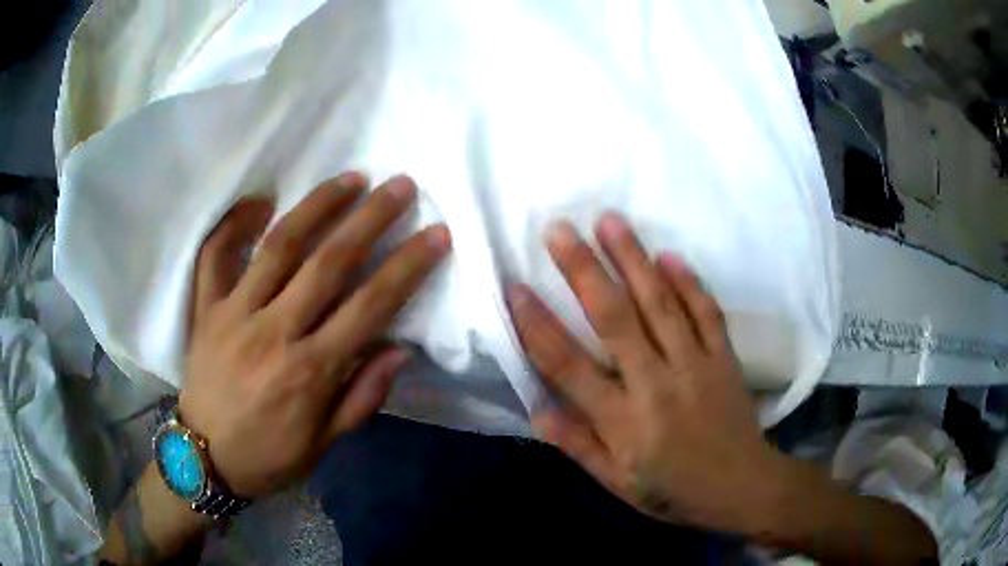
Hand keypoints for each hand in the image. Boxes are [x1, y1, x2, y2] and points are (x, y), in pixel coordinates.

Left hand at [179, 173, 450, 498]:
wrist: (206, 459)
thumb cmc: (269, 456)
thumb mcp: (324, 444)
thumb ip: (361, 397)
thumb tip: (398, 349)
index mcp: (310, 372)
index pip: (370, 306)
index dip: (407, 267)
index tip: (436, 234)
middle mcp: (274, 333)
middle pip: (328, 263)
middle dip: (370, 219)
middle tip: (400, 185)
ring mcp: (234, 314)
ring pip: (279, 247)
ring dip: (318, 206)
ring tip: (350, 178)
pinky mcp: (206, 309)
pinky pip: (215, 256)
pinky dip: (234, 223)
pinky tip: (260, 199)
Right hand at [507, 212, 788, 532]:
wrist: (742, 487)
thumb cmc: (674, 490)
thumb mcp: (618, 484)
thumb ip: (578, 447)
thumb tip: (536, 413)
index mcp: (624, 422)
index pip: (569, 367)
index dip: (537, 326)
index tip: (515, 288)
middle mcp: (656, 384)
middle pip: (614, 319)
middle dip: (583, 270)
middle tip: (558, 230)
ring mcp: (695, 365)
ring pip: (660, 304)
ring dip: (633, 259)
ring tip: (609, 221)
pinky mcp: (724, 357)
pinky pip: (706, 312)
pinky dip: (689, 282)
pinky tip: (669, 255)